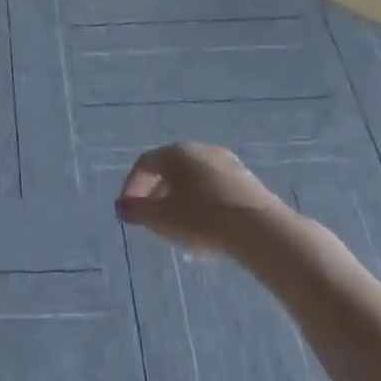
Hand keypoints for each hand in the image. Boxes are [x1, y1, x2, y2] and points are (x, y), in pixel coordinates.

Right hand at [115, 144, 285, 255]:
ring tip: (180, 228)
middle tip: (153, 219)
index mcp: (175, 153)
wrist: (260, 230)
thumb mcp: (161, 219)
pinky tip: (207, 228)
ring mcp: (227, 163)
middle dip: (157, 194)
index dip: (131, 186)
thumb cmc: (202, 219)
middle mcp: (200, 150)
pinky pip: (215, 188)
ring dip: (181, 200)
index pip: (144, 164)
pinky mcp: (247, 181)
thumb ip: (136, 211)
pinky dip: (203, 203)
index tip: (128, 210)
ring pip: (194, 179)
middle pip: (170, 170)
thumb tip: (121, 207)